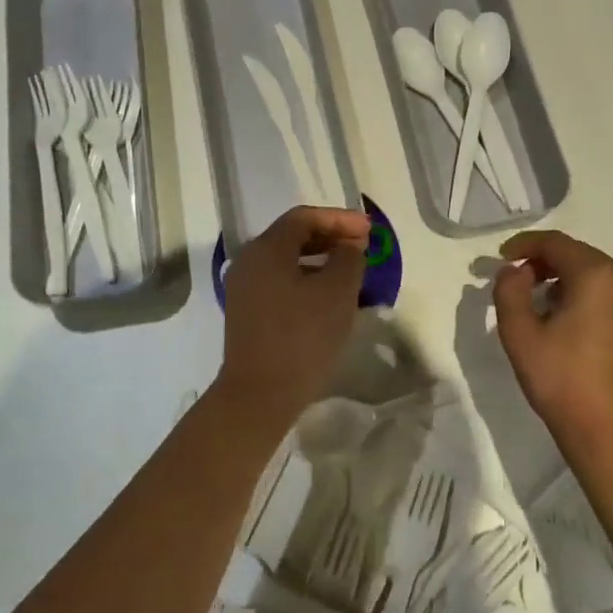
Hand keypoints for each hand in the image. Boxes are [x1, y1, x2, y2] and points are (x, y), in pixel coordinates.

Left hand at [218, 206, 369, 423]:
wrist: (260, 394)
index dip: (339, 219)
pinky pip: (279, 282)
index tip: (369, 231)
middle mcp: (249, 261)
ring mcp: (243, 288)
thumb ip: (348, 258)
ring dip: (319, 259)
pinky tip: (326, 296)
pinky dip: (305, 279)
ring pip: (286, 260)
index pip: (304, 218)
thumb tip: (348, 247)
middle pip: (292, 236)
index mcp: (266, 249)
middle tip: (362, 246)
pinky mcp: (246, 313)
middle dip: (330, 236)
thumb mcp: (337, 292)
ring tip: (349, 270)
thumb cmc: (302, 336)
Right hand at [493, 230, 612, 456]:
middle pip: (576, 255)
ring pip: (592, 276)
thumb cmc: (565, 380)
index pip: (555, 242)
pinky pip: (605, 296)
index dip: (523, 245)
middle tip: (513, 279)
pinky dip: (579, 296)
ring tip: (533, 303)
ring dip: (560, 279)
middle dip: (542, 262)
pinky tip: (561, 322)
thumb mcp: (521, 334)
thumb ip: (509, 292)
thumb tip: (514, 271)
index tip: (500, 258)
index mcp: (597, 274)